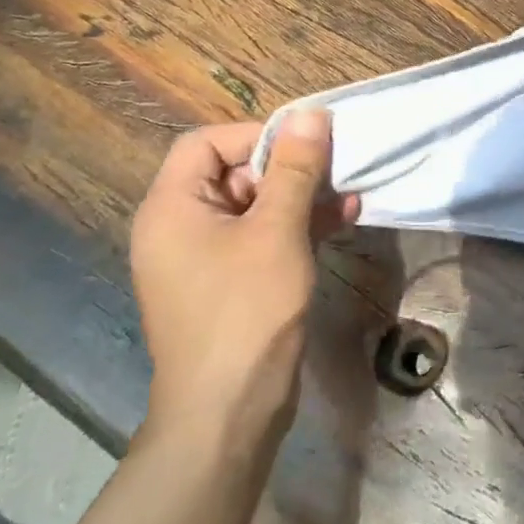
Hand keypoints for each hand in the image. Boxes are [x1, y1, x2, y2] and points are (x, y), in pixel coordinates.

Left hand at [129, 113, 357, 439]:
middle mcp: (180, 227)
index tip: (306, 147)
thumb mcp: (277, 230)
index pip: (207, 143)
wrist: (229, 411)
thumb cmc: (247, 310)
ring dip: (303, 197)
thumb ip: (295, 168)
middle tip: (335, 172)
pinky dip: (298, 227)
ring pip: (256, 206)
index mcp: (172, 208)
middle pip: (234, 172)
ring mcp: (205, 259)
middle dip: (290, 168)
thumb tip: (310, 113)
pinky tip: (342, 223)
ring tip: (351, 197)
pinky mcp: (230, 283)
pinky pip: (262, 238)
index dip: (257, 136)